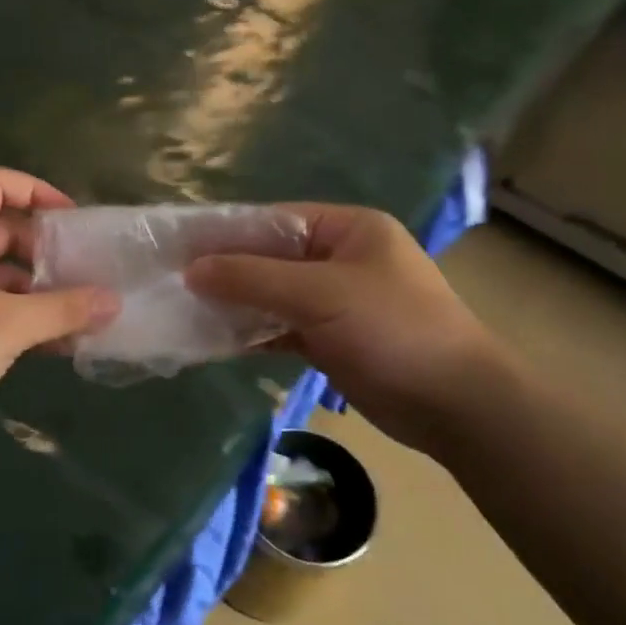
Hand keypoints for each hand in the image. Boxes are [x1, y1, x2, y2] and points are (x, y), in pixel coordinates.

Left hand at [0, 168, 119, 458]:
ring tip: (76, 313)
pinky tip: (47, 343)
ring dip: (33, 288)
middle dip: (43, 249)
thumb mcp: (6, 328)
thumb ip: (63, 309)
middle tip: (84, 273)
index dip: (38, 191)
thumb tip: (113, 301)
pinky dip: (12, 313)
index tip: (75, 222)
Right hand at [185, 204, 501, 453]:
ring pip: (272, 296)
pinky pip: (281, 329)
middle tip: (171, 283)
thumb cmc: (394, 330)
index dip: (225, 233)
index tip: (176, 247)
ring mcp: (335, 302)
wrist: (454, 404)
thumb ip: (254, 279)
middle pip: (269, 259)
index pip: (273, 220)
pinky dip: (252, 334)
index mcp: (347, 229)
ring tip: (183, 312)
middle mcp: (339, 258)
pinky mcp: (331, 340)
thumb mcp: (321, 294)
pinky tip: (214, 341)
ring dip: (235, 305)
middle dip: (225, 272)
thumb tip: (193, 269)